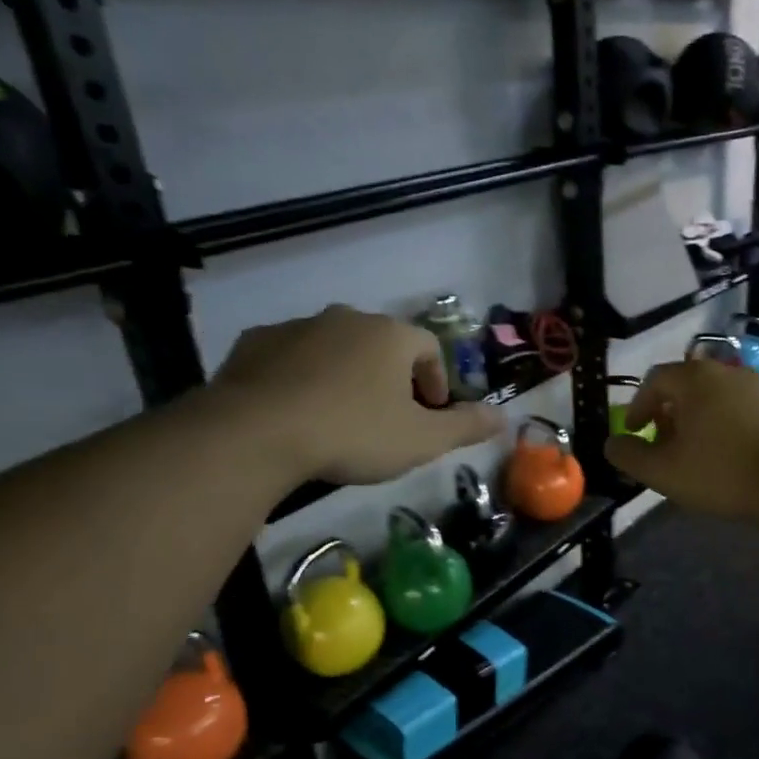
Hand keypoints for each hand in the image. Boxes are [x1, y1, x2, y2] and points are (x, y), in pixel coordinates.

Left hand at [211, 306, 502, 485]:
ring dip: (345, 375)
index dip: (436, 380)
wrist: (257, 433)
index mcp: (390, 335)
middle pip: (381, 344)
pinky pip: (291, 357)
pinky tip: (297, 412)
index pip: (428, 347)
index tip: (431, 412)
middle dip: (391, 378)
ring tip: (340, 418)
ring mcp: (296, 327)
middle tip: (388, 418)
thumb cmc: (353, 433)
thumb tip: (504, 417)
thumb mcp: (421, 440)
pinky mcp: (255, 344)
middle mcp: (345, 318)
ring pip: (334, 347)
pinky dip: (302, 377)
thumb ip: (465, 427)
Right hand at [603, 358, 758, 522]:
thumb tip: (611, 444)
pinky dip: (740, 429)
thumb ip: (630, 456)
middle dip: (673, 412)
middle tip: (667, 442)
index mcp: (696, 380)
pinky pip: (755, 415)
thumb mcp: (663, 472)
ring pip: (726, 399)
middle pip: (692, 386)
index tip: (636, 431)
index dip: (639, 405)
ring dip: (708, 420)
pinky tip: (744, 458)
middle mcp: (732, 373)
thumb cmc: (722, 472)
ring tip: (704, 453)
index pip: (656, 379)